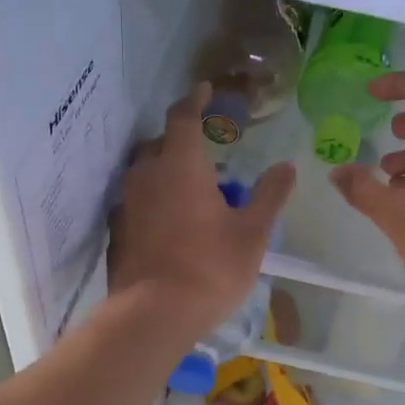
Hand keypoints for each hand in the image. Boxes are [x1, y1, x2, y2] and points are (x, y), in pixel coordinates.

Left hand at [108, 83, 294, 338]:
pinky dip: (153, 199)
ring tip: (190, 187)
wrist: (152, 315)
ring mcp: (126, 203)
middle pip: (160, 143)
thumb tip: (287, 167)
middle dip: (180, 139)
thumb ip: (269, 196)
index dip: (195, 100)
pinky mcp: (117, 230)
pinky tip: (170, 221)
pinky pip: (136, 200)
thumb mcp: (251, 234)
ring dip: (165, 170)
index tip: (204, 89)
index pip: (183, 117)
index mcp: (180, 164)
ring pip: (145, 172)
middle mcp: (146, 174)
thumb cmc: (209, 268)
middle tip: (205, 150)